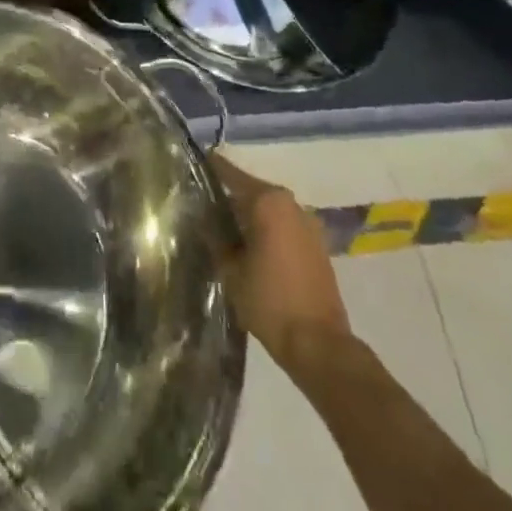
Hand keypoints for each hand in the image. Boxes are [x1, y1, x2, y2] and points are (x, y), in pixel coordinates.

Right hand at [211, 155, 349, 368]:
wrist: (320, 346)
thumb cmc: (270, 302)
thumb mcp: (230, 269)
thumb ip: (215, 236)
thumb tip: (203, 217)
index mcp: (268, 201)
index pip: (231, 174)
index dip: (210, 169)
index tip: (191, 164)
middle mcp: (291, 203)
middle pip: (251, 191)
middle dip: (228, 198)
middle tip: (202, 207)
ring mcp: (308, 223)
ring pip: (269, 209)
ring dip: (249, 216)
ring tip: (224, 229)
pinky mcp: (317, 245)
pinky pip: (284, 226)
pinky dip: (267, 230)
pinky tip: (250, 247)